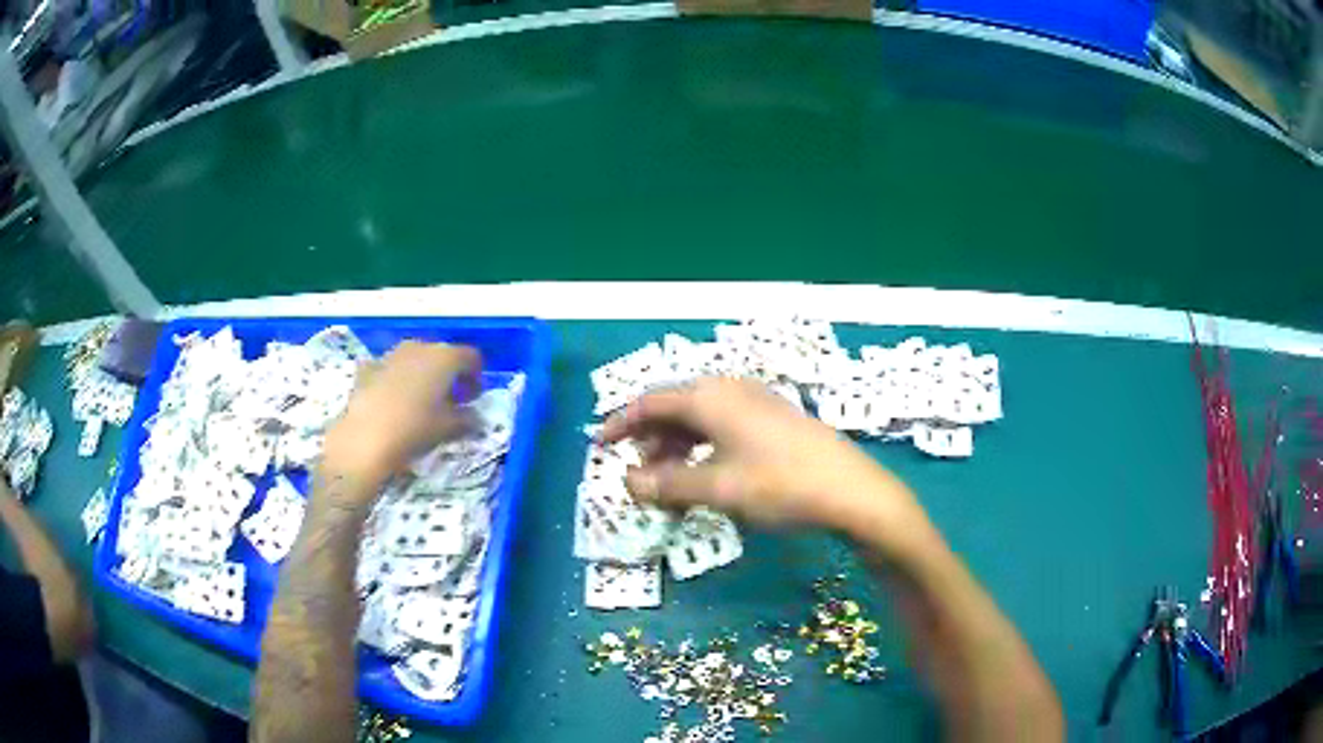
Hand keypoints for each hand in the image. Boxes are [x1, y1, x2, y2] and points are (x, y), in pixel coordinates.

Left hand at [322, 341, 480, 497]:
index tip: (472, 399)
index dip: (476, 377)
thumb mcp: (448, 428)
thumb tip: (474, 417)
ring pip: (415, 359)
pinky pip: (390, 369)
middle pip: (442, 355)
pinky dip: (396, 380)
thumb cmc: (414, 429)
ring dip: (422, 375)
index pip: (471, 357)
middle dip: (448, 375)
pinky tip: (392, 402)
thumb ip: (467, 419)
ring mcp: (391, 354)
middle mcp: (419, 347)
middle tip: (449, 402)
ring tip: (420, 403)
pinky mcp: (369, 367)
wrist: (364, 438)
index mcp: (444, 357)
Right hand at [600, 377, 930, 540]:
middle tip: (640, 478)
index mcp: (710, 396)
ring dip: (677, 450)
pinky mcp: (773, 420)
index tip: (600, 446)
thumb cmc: (779, 484)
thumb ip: (666, 484)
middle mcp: (730, 390)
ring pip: (700, 420)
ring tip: (671, 485)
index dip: (621, 423)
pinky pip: (723, 428)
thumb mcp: (717, 488)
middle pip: (675, 409)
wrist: (851, 490)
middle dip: (651, 442)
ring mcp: (755, 403)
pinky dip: (703, 451)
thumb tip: (627, 483)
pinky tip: (706, 478)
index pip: (650, 402)